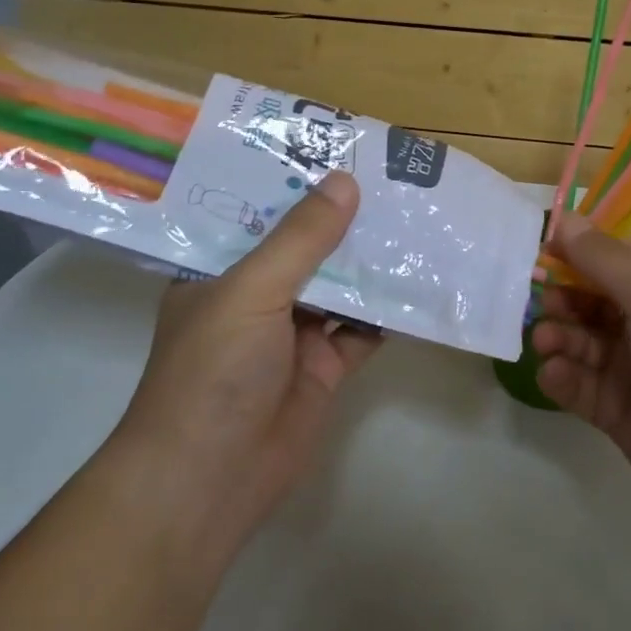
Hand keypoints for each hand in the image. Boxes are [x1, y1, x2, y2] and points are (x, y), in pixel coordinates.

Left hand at [107, 171, 381, 553]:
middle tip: (391, 177)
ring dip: (371, 260)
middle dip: (344, 218)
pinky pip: (363, 329)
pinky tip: (420, 281)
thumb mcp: (252, 292)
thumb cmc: (213, 372)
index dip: (297, 183)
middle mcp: (257, 296)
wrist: (210, 481)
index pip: (261, 213)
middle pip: (307, 247)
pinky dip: (388, 310)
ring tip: (414, 217)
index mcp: (221, 271)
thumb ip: (301, 239)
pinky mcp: (325, 366)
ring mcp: (293, 333)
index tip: (337, 148)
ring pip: (340, 285)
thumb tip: (346, 181)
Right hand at [530, 213, 630, 547]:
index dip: (575, 252)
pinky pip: (580, 385)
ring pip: (581, 341)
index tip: (536, 254)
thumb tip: (563, 218)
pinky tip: (554, 375)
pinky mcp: (620, 413)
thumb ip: (604, 259)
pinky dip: (562, 377)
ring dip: (558, 336)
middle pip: (592, 298)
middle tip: (540, 305)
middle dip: (562, 297)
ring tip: (546, 343)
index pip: (614, 257)